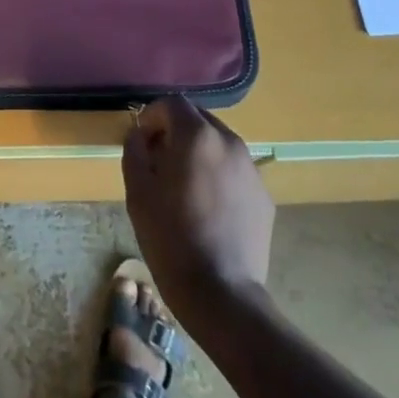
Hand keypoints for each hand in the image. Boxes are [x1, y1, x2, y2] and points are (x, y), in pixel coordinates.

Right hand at [122, 96, 273, 321]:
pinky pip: (234, 170)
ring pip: (218, 144)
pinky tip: (207, 207)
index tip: (141, 141)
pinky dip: (218, 174)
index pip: (172, 103)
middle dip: (176, 131)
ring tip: (183, 185)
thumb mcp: (138, 192)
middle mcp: (229, 142)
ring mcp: (251, 169)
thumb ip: (135, 150)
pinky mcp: (263, 196)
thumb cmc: (171, 238)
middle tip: (159, 161)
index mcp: (197, 136)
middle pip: (198, 119)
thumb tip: (139, 134)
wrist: (221, 294)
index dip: (152, 116)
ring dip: (198, 152)